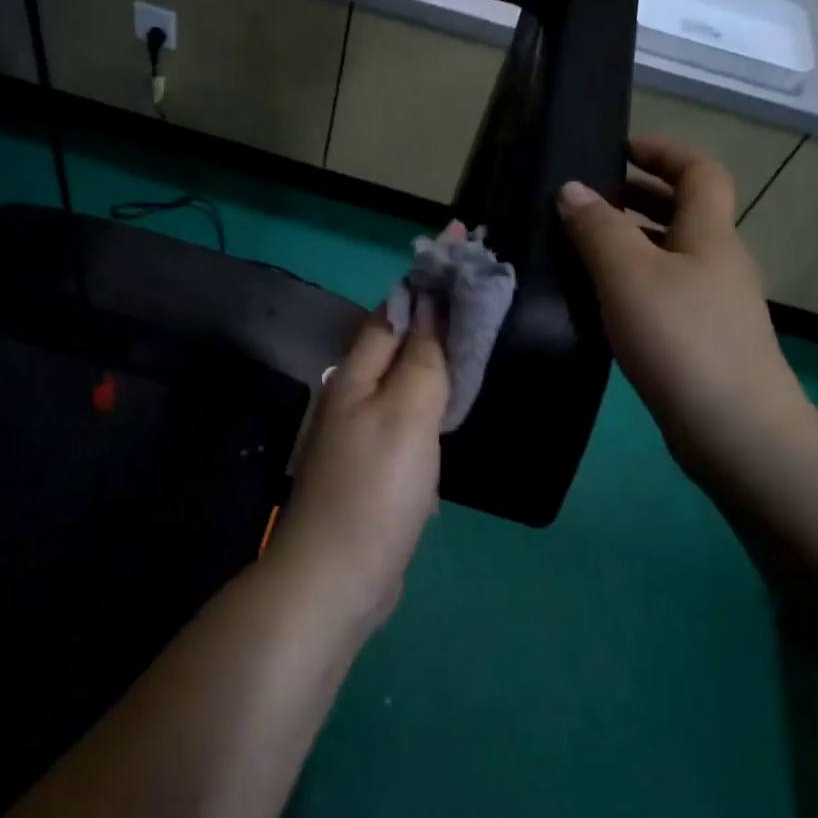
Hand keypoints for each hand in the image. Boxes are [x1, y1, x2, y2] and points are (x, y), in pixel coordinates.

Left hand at [270, 297, 450, 627]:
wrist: (336, 574)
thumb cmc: (375, 489)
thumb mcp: (406, 415)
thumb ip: (423, 360)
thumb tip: (432, 305)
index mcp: (356, 374)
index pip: (396, 307)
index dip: (428, 275)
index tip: (464, 243)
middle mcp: (353, 394)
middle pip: (398, 339)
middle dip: (435, 309)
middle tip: (482, 289)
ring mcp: (361, 432)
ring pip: (403, 377)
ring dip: (434, 352)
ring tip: (473, 334)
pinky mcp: (374, 465)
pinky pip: (406, 414)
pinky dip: (431, 396)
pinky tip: (450, 401)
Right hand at [557, 136, 815, 476]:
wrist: (734, 429)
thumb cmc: (682, 339)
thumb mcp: (629, 275)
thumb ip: (597, 229)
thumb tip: (571, 189)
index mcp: (709, 234)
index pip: (699, 172)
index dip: (664, 152)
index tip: (621, 147)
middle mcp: (718, 261)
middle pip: (684, 212)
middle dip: (640, 195)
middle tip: (588, 199)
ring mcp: (714, 303)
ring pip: (670, 254)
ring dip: (631, 241)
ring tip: (580, 247)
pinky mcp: (701, 339)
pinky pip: (663, 291)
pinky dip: (632, 281)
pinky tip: (599, 301)